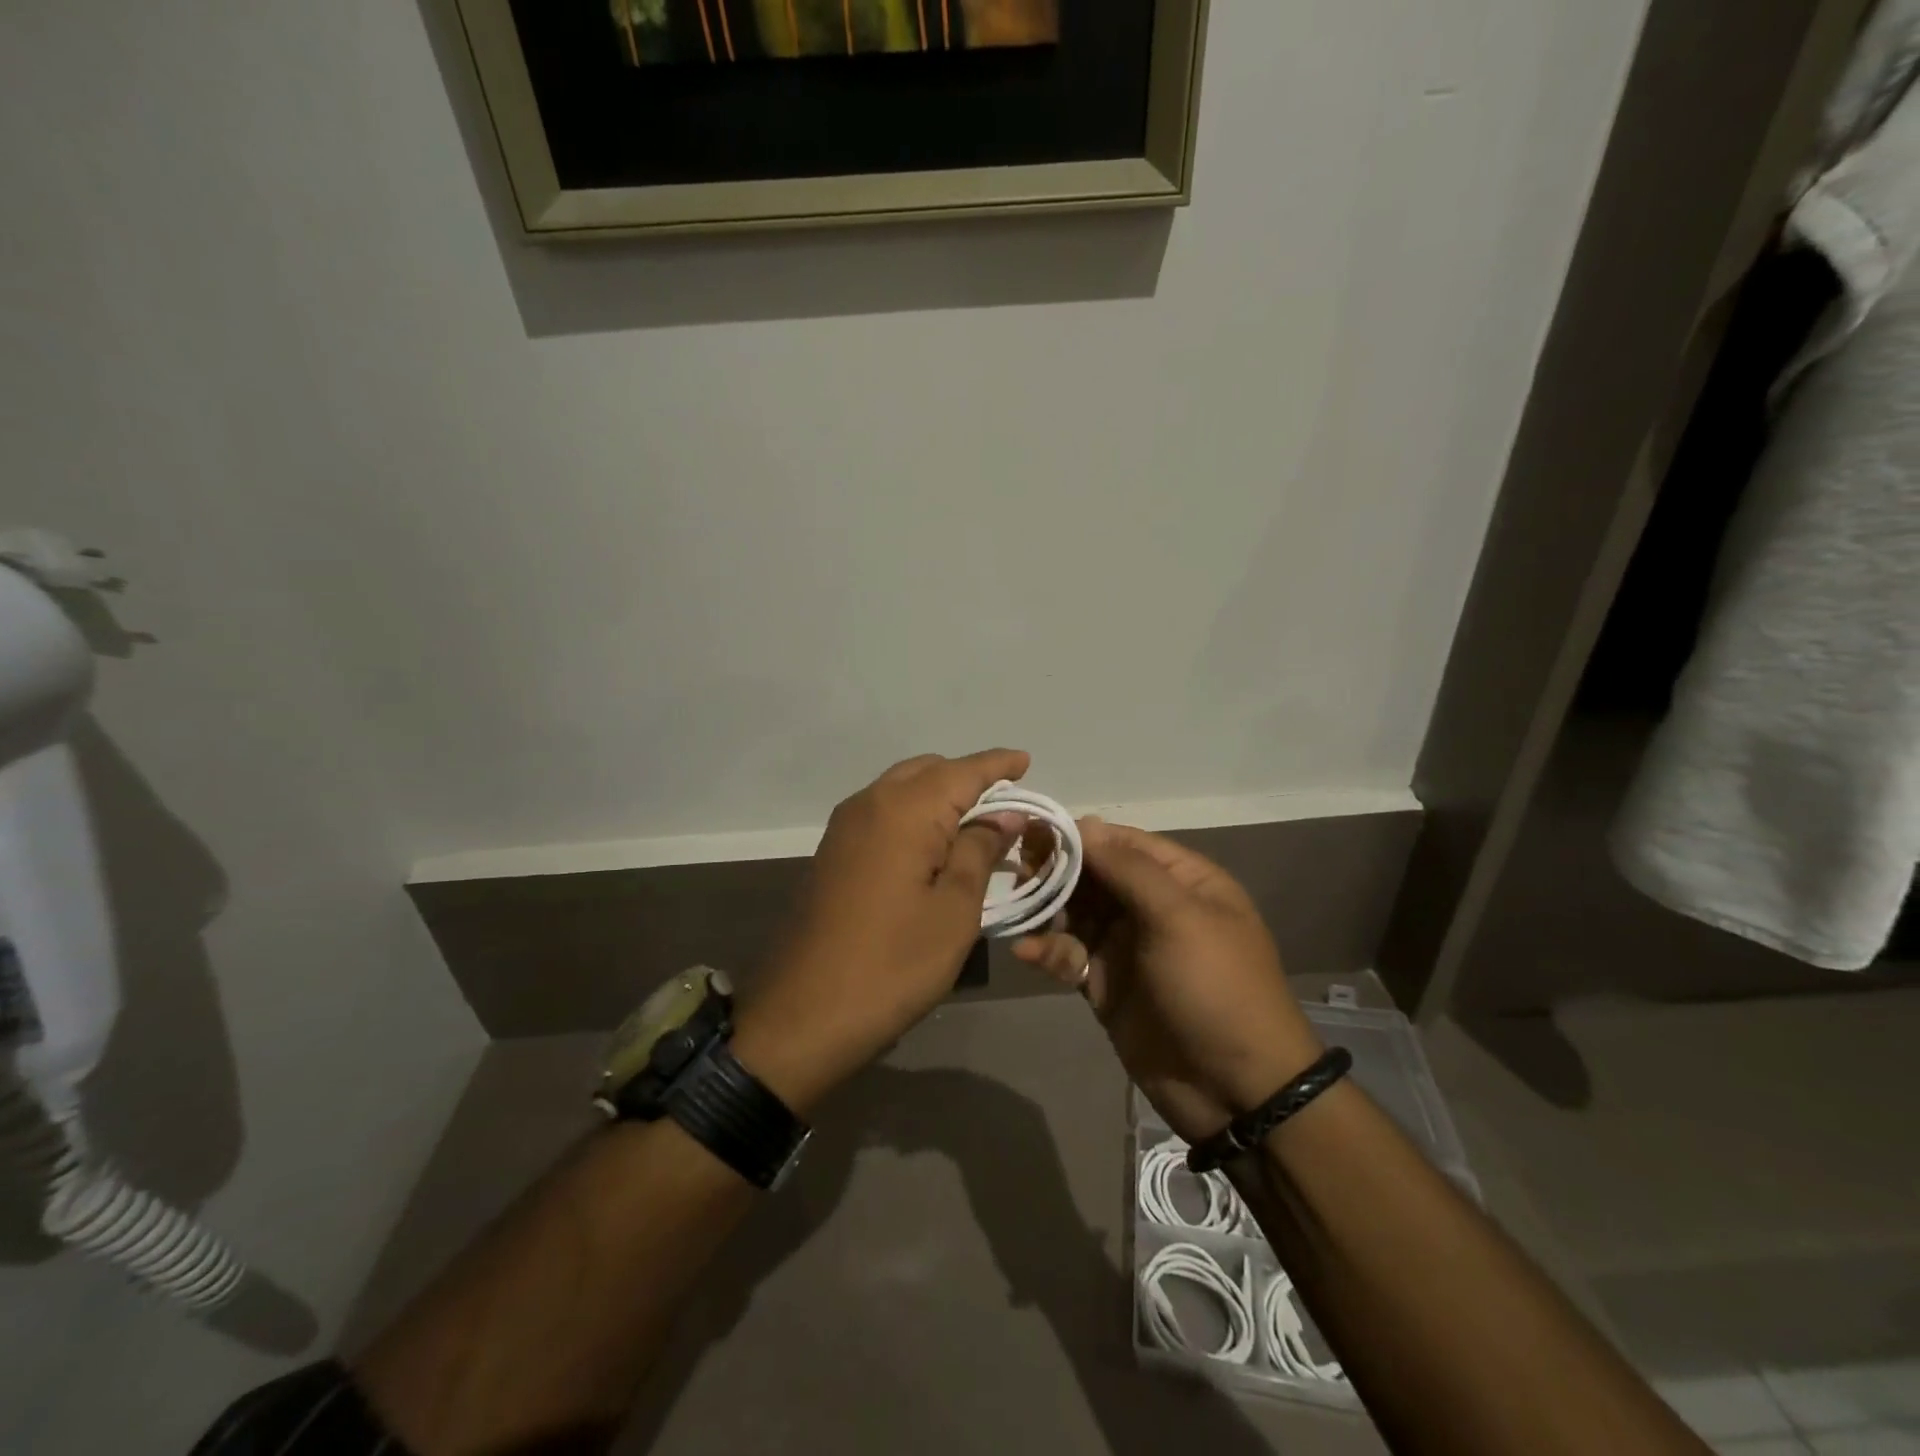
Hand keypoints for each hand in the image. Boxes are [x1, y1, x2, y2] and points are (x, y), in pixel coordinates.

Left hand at [733, 750, 1030, 1111]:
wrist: (803, 1013)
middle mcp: (870, 803)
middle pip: (928, 771)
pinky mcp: (833, 851)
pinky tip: (932, 843)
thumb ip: (979, 851)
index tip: (1026, 760)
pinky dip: (913, 814)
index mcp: (904, 810)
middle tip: (1006, 802)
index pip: (962, 771)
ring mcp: (844, 827)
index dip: (997, 765)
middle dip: (968, 779)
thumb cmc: (892, 964)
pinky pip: (882, 812)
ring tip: (974, 822)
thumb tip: (1003, 815)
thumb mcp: (954, 910)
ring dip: (939, 795)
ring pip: (901, 788)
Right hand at [1014, 820, 1323, 1143]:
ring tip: (1019, 911)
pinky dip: (1048, 950)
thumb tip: (1085, 824)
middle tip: (1019, 873)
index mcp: (1182, 882)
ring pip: (1076, 913)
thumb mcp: (1179, 918)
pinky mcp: (1105, 985)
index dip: (1081, 836)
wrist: (1236, 1091)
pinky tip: (1027, 952)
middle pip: (1094, 876)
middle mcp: (1152, 907)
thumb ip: (1129, 869)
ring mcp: (1127, 947)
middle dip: (1057, 872)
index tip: (1035, 832)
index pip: (1123, 843)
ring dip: (1047, 910)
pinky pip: (1070, 955)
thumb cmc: (1215, 988)